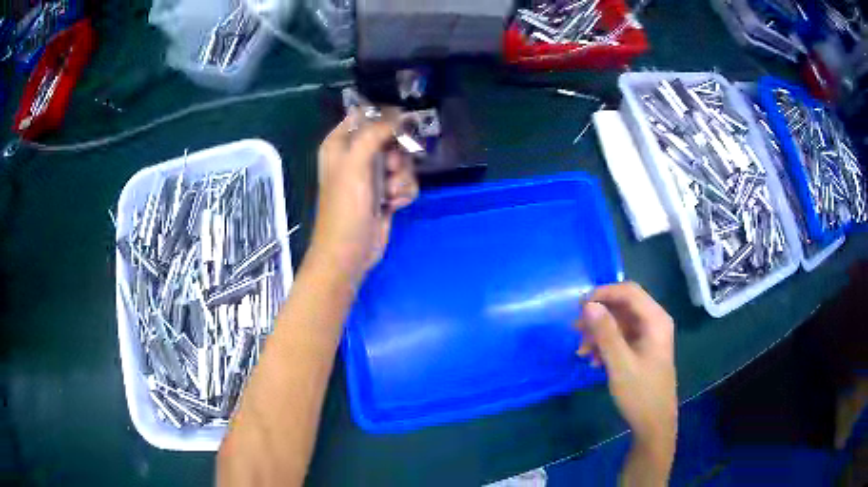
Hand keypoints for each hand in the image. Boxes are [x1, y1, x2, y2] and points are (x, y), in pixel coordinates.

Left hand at [311, 116, 418, 285]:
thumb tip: (401, 115)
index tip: (402, 127)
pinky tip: (393, 205)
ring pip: (403, 161)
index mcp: (340, 143)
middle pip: (391, 137)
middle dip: (398, 154)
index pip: (366, 114)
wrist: (349, 253)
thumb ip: (375, 133)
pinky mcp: (386, 193)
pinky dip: (404, 193)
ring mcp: (372, 175)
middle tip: (391, 168)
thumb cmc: (345, 208)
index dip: (386, 118)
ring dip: (402, 178)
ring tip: (389, 194)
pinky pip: (406, 181)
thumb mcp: (355, 164)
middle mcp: (356, 155)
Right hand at [576, 282, 676, 447]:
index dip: (604, 293)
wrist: (654, 424)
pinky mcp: (643, 350)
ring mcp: (649, 337)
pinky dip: (606, 345)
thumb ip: (605, 333)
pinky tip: (593, 361)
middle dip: (599, 316)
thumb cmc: (640, 393)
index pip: (629, 292)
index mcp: (655, 320)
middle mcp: (654, 323)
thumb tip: (588, 305)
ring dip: (599, 333)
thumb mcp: (620, 363)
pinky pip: (622, 338)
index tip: (579, 306)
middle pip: (623, 306)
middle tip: (576, 330)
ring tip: (581, 351)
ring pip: (620, 323)